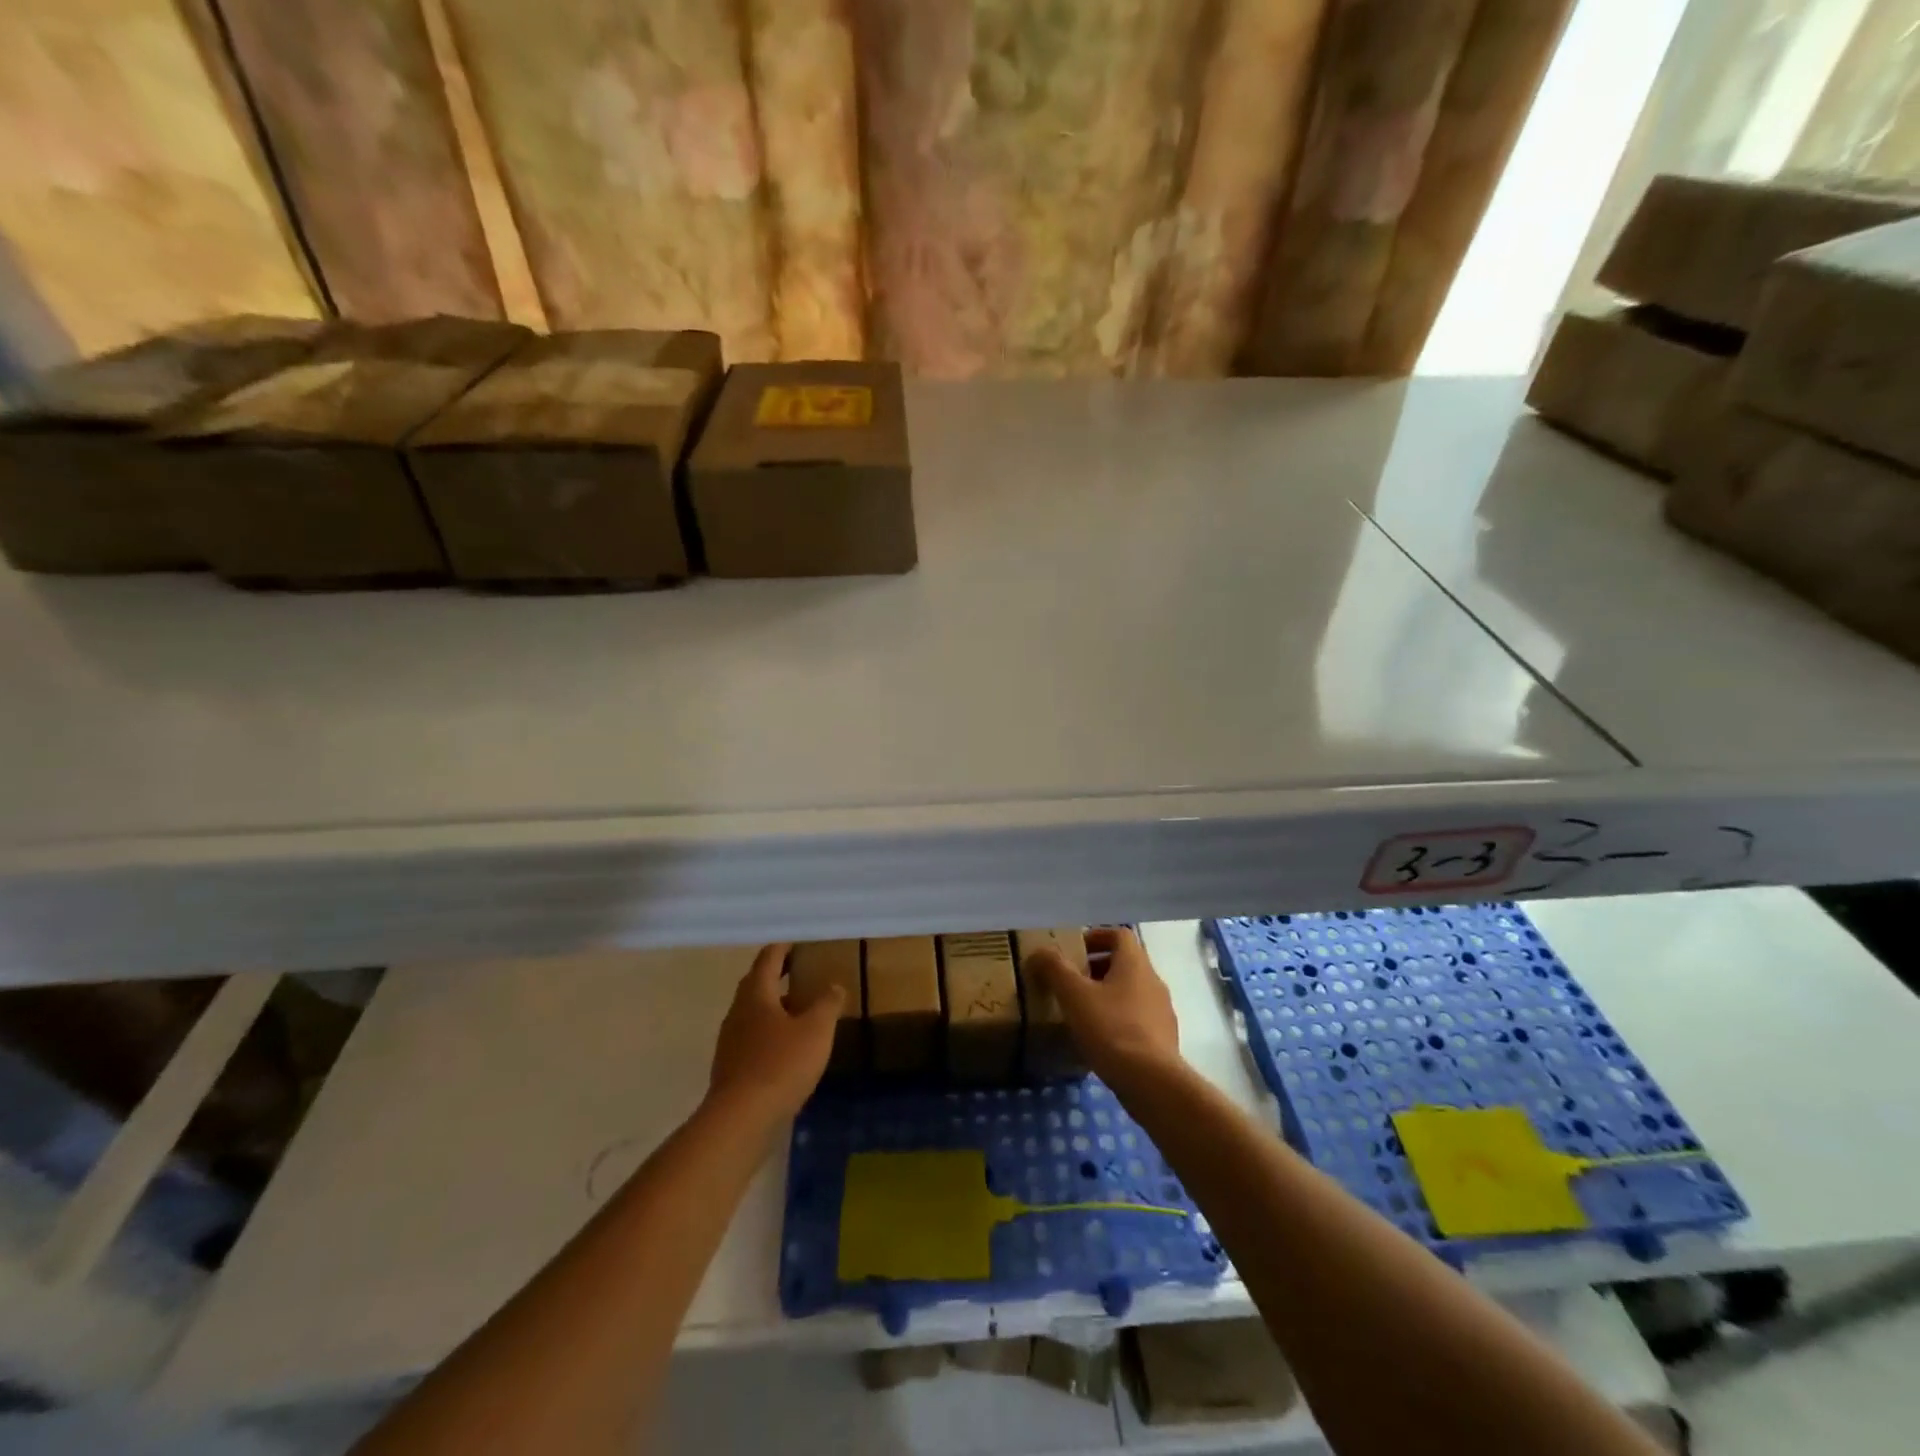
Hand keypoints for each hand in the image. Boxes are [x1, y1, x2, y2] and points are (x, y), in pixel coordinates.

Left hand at [707, 943, 844, 1124]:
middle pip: (756, 984)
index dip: (784, 947)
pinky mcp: (731, 1068)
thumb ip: (827, 1003)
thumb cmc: (781, 1064)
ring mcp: (730, 1041)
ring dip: (774, 1007)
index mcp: (756, 994)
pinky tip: (788, 1048)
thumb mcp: (816, 1030)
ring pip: (753, 1013)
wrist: (740, 1120)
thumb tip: (833, 985)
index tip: (798, 942)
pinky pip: (752, 1039)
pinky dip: (770, 1033)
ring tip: (801, 1011)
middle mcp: (738, 1012)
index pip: (768, 958)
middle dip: (777, 976)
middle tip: (802, 972)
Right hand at [1026, 927, 1181, 1086]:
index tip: (1074, 950)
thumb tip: (1039, 952)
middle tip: (1070, 982)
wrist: (1152, 1081)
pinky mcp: (1164, 1040)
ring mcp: (1162, 1012)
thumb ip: (1055, 969)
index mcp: (1135, 964)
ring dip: (1107, 995)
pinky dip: (1118, 1020)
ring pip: (1132, 992)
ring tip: (1082, 1012)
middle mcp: (1153, 981)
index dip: (1096, 936)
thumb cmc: (1111, 1028)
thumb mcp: (1074, 995)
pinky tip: (1100, 1040)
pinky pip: (1138, 1019)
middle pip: (1125, 963)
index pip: (1120, 935)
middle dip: (1096, 968)